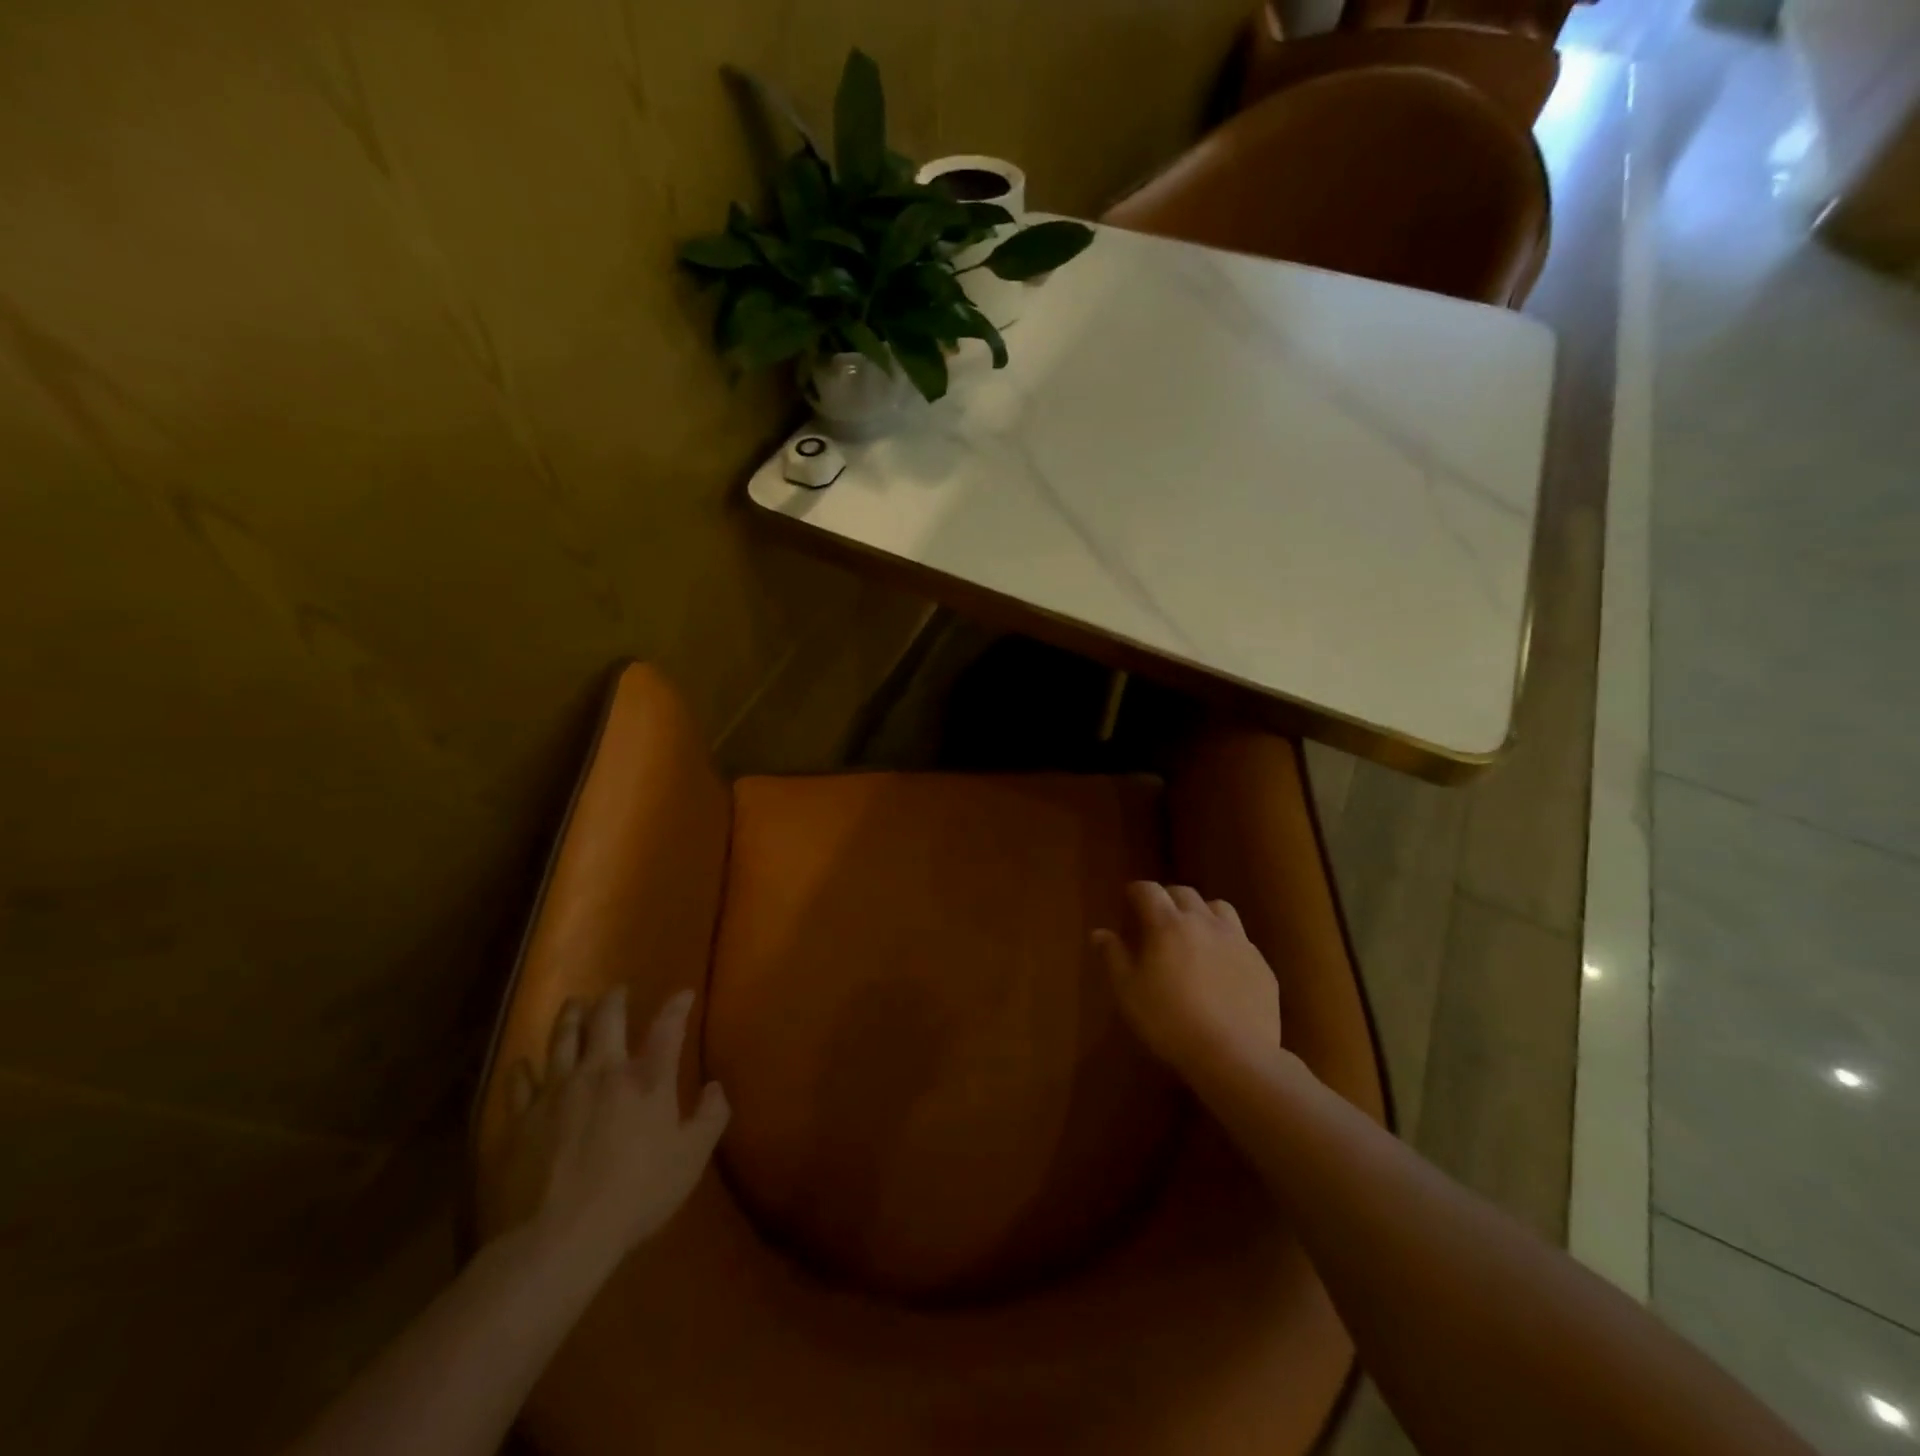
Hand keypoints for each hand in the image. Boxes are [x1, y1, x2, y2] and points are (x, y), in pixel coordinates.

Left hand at [485, 988, 728, 1273]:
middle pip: (606, 1020)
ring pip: (562, 1039)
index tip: (684, 993)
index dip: (677, 1006)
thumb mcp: (690, 1160)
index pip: (667, 1027)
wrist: (556, 1238)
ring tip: (573, 1004)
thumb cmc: (635, 1196)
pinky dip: (522, 1069)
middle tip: (617, 990)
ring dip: (570, 1017)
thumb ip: (710, 1118)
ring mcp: (556, 1091)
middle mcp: (601, 1071)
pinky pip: (519, 1082)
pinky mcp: (521, 1119)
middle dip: (614, 1000)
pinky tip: (522, 1063)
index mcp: (646, 1079)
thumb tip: (717, 1087)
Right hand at [1092, 882, 1283, 1080]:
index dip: (1137, 891)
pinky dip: (1225, 941)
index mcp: (1168, 925)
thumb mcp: (1128, 992)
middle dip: (1168, 898)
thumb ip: (1113, 956)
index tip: (1129, 898)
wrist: (1234, 1055)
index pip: (1149, 890)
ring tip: (1194, 932)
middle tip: (1157, 916)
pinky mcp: (1260, 964)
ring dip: (1202, 912)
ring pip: (1219, 908)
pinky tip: (1221, 965)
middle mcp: (1204, 922)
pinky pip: (1241, 939)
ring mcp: (1238, 941)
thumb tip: (1100, 933)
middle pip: (1184, 893)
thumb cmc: (1169, 1021)